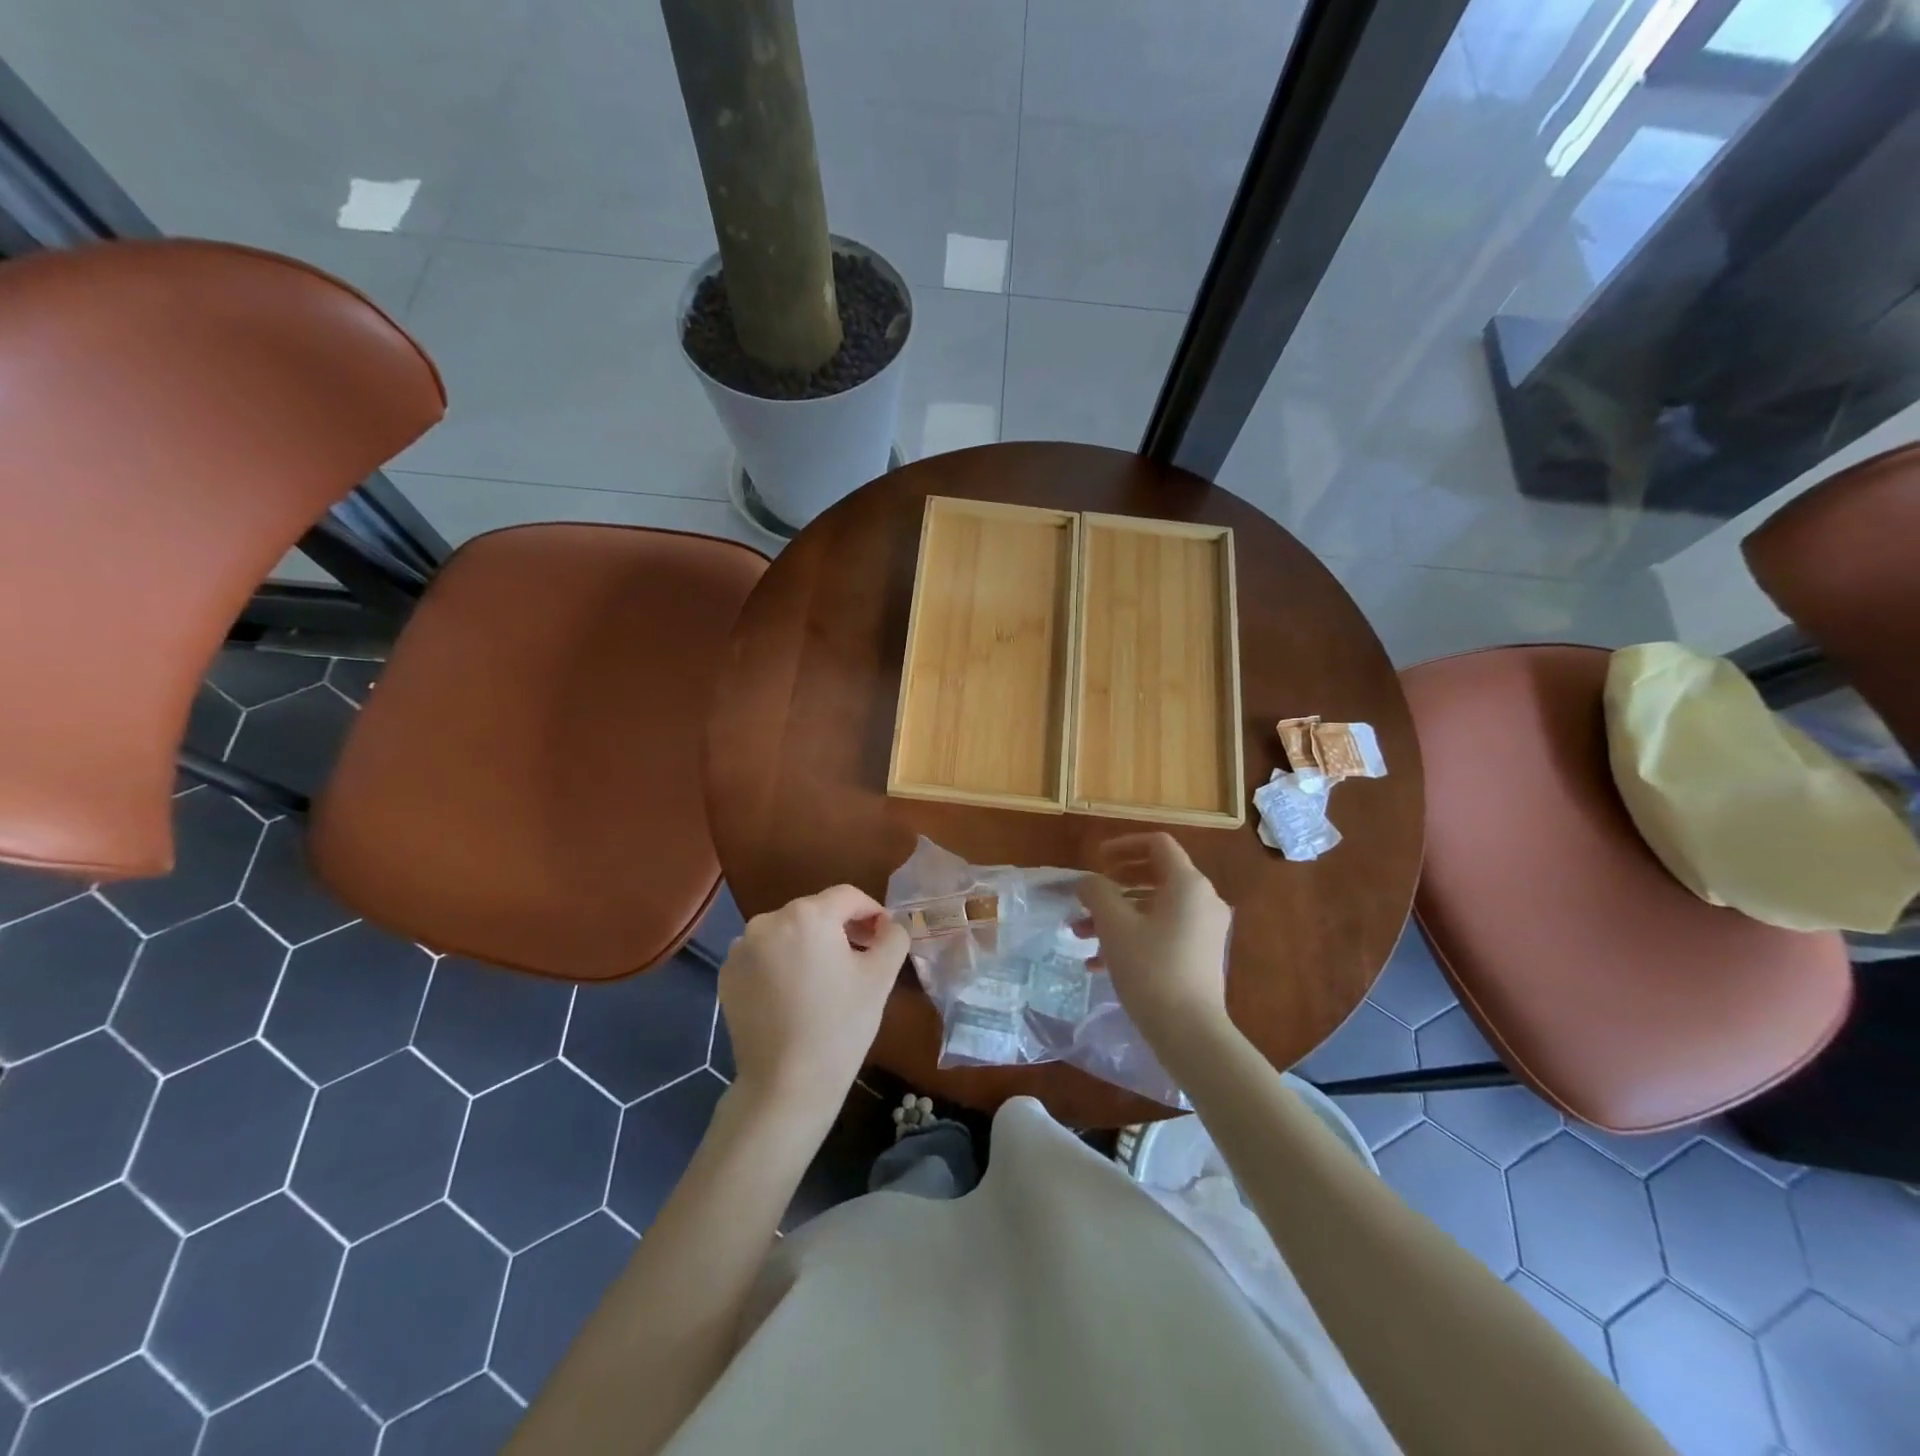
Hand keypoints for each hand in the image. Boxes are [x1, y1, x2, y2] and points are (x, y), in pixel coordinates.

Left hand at [718, 885, 909, 1115]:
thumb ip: (894, 937)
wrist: (786, 1084)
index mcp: (808, 914)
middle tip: (860, 959)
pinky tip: (794, 995)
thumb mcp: (881, 977)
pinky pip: (764, 956)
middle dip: (840, 929)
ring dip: (809, 945)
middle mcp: (768, 920)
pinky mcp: (727, 975)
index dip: (872, 912)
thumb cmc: (840, 1025)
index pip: (848, 896)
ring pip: (788, 933)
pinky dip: (781, 964)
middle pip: (815, 912)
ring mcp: (741, 948)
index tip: (883, 938)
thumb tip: (890, 925)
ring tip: (824, 980)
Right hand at [1077, 834, 1233, 1055]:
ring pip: (1155, 907)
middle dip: (1115, 884)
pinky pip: (1163, 931)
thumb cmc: (1151, 969)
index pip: (1158, 844)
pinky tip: (1098, 963)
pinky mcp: (1200, 955)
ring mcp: (1205, 929)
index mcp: (1188, 883)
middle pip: (1156, 874)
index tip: (1097, 860)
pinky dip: (1133, 935)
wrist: (1190, 1033)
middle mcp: (1203, 899)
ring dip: (1117, 914)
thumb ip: (1097, 892)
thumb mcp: (1114, 925)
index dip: (1124, 844)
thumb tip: (1088, 881)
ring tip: (1081, 934)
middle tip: (1089, 894)